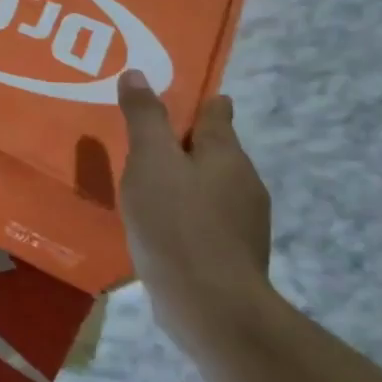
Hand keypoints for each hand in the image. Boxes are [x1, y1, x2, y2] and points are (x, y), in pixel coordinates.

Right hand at [117, 71, 275, 348]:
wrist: (212, 308)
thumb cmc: (177, 223)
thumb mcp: (151, 161)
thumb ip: (145, 118)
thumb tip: (138, 73)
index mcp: (226, 153)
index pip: (217, 112)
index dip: (199, 102)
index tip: (177, 97)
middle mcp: (243, 182)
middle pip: (215, 150)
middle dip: (186, 143)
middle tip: (146, 139)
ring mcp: (244, 222)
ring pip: (211, 187)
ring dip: (184, 180)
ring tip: (147, 182)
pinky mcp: (232, 255)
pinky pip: (205, 220)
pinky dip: (185, 213)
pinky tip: (160, 225)